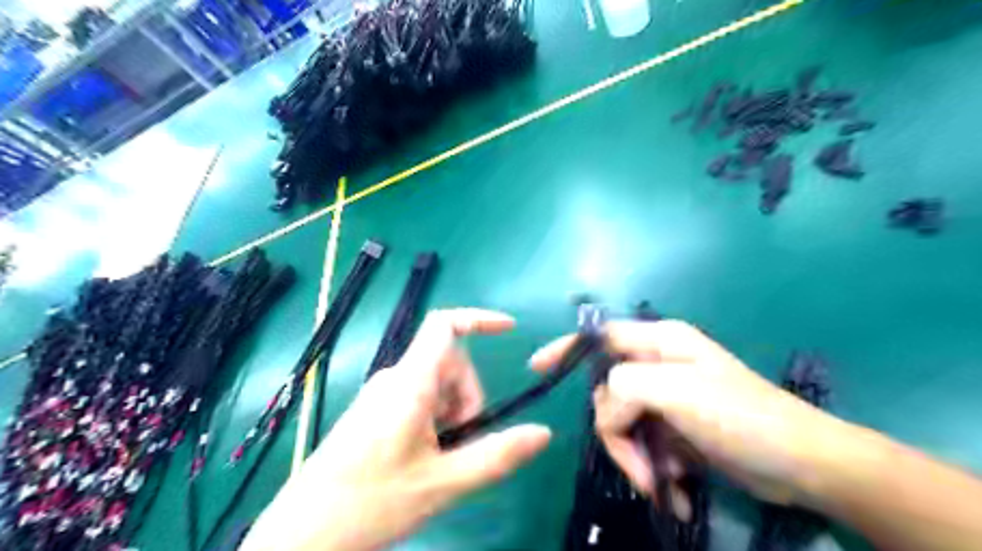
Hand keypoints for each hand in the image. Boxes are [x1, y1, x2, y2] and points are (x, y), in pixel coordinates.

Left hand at [243, 311, 549, 550]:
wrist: (301, 535)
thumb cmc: (370, 503)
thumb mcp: (443, 483)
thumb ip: (497, 456)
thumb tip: (544, 433)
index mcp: (410, 383)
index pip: (445, 325)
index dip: (479, 318)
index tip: (509, 330)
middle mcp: (395, 378)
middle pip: (450, 363)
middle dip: (468, 398)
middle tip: (460, 443)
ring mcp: (383, 394)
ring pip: (436, 385)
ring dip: (452, 414)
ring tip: (439, 458)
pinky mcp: (375, 411)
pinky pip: (418, 400)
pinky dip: (435, 421)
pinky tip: (424, 458)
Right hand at [534, 320, 838, 509]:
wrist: (801, 464)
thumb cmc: (739, 416)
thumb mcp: (674, 390)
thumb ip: (625, 386)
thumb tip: (609, 410)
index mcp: (659, 341)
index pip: (600, 336)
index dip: (566, 349)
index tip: (538, 368)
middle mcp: (660, 363)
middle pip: (609, 392)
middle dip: (616, 432)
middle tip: (638, 465)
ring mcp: (669, 396)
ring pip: (624, 423)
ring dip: (637, 457)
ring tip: (664, 484)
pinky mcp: (678, 426)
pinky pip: (646, 443)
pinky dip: (654, 469)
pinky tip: (675, 489)